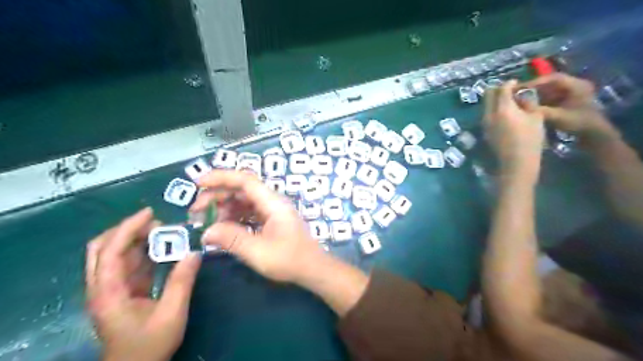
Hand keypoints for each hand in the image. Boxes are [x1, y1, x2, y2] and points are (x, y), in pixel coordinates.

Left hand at [84, 207, 199, 360]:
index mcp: (108, 293)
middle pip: (102, 248)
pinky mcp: (120, 292)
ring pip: (114, 254)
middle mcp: (102, 287)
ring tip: (163, 231)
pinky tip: (162, 248)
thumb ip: (182, 282)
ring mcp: (110, 289)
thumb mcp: (171, 314)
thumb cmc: (149, 345)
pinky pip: (127, 264)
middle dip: (127, 230)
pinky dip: (142, 252)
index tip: (150, 213)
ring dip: (136, 239)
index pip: (110, 251)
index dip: (128, 228)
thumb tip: (195, 252)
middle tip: (155, 222)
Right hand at [191, 171, 326, 282]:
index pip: (245, 181)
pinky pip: (249, 213)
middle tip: (195, 210)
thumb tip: (206, 232)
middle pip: (242, 189)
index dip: (221, 177)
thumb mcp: (258, 252)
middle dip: (217, 195)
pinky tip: (222, 228)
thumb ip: (232, 239)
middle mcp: (272, 202)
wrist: (313, 269)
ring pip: (244, 201)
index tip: (198, 183)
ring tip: (205, 221)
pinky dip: (234, 217)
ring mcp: (272, 211)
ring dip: (224, 207)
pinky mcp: (271, 221)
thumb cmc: (290, 260)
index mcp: (273, 203)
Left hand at [485, 79, 544, 178]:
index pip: (502, 89)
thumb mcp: (536, 117)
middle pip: (488, 95)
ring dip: (495, 101)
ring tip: (509, 103)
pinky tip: (505, 115)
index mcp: (502, 108)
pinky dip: (494, 110)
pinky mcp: (484, 131)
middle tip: (510, 91)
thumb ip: (528, 103)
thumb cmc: (530, 140)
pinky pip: (487, 115)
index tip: (516, 83)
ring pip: (486, 105)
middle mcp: (489, 114)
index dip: (509, 83)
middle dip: (498, 90)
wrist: (516, 162)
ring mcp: (484, 123)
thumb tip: (523, 96)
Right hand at [520, 73, 614, 141]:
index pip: (553, 78)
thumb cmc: (579, 123)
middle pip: (549, 83)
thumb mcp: (558, 117)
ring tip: (520, 99)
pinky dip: (539, 100)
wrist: (593, 134)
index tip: (520, 88)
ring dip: (535, 94)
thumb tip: (520, 105)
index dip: (536, 82)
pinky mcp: (566, 100)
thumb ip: (540, 110)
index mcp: (576, 85)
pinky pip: (550, 97)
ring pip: (549, 90)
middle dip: (533, 88)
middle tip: (517, 93)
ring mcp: (570, 93)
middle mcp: (574, 85)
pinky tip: (529, 105)